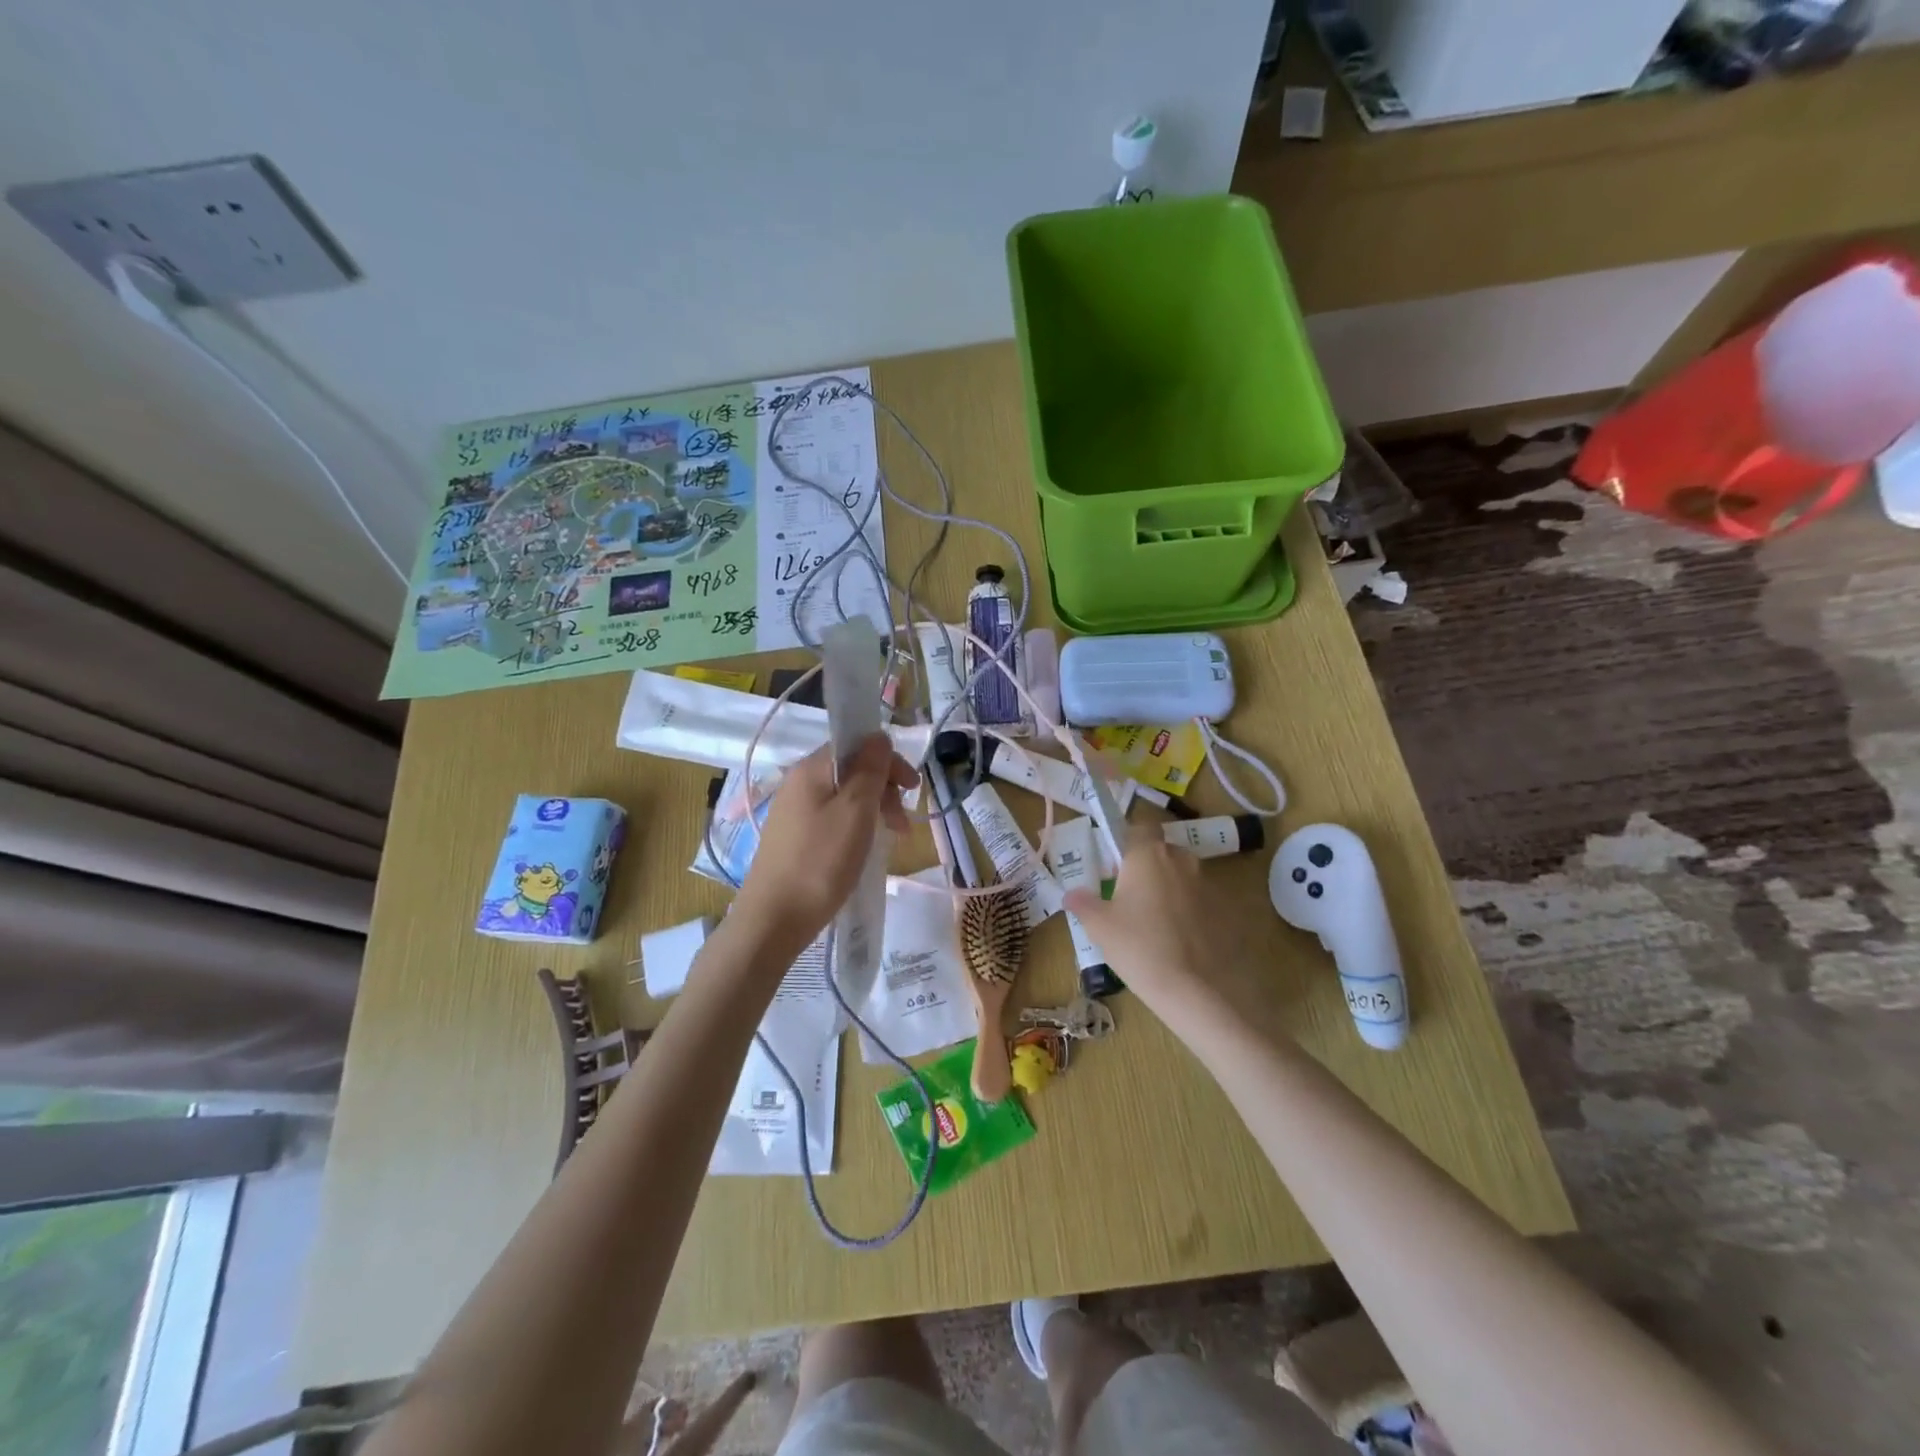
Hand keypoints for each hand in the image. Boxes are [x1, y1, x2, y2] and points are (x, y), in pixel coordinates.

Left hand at [730, 736, 916, 954]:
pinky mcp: (792, 836)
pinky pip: (831, 817)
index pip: (857, 744)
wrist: (773, 919)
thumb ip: (870, 770)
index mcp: (811, 768)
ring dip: (873, 809)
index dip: (889, 761)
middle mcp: (798, 781)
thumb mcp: (855, 811)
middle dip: (884, 788)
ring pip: (843, 795)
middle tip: (902, 823)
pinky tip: (863, 848)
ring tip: (890, 838)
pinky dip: (855, 825)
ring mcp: (793, 810)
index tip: (913, 789)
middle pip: (851, 769)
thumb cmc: (821, 861)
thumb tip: (879, 736)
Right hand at [1065, 825, 1262, 1031]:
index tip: (1112, 866)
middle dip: (1145, 868)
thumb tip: (1072, 893)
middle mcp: (1181, 860)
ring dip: (1167, 891)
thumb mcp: (1099, 926)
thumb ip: (1083, 903)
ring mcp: (1207, 884)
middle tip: (1127, 898)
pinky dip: (1187, 913)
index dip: (1125, 842)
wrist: (1197, 991)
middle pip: (1160, 852)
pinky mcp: (1225, 910)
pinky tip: (1176, 941)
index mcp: (1148, 854)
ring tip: (1152, 924)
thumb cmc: (1140, 947)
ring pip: (1180, 877)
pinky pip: (1198, 902)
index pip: (1138, 827)